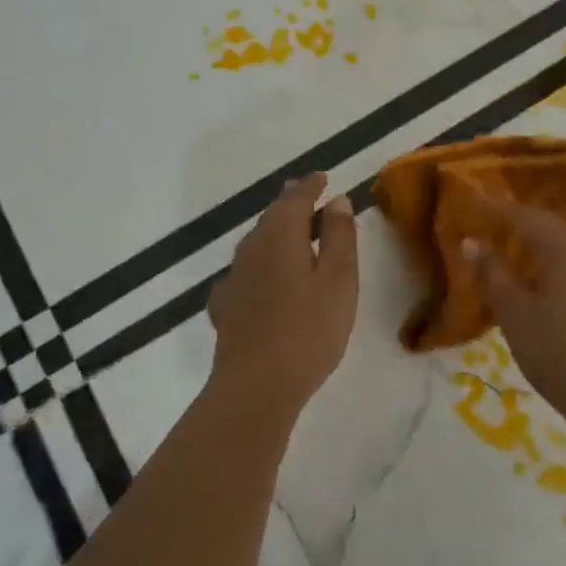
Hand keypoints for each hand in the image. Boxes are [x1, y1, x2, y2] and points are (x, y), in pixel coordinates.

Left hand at [207, 174, 358, 421]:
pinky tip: (265, 279)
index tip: (323, 177)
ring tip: (294, 234)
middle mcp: (252, 248)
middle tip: (309, 197)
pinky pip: (246, 271)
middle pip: (272, 216)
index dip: (310, 186)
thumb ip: (340, 237)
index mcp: (281, 236)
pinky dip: (262, 264)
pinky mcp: (225, 306)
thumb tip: (337, 201)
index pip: (295, 198)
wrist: (255, 387)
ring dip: (276, 232)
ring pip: (257, 243)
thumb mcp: (339, 281)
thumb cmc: (308, 331)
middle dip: (291, 204)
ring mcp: (234, 278)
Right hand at [462, 197, 565, 435]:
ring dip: (533, 249)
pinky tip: (535, 288)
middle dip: (513, 227)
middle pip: (547, 226)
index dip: (493, 211)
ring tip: (503, 261)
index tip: (466, 212)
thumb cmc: (563, 353)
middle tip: (481, 234)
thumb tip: (471, 241)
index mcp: (565, 245)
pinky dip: (551, 268)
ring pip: (563, 248)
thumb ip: (492, 273)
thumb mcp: (516, 314)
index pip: (523, 214)